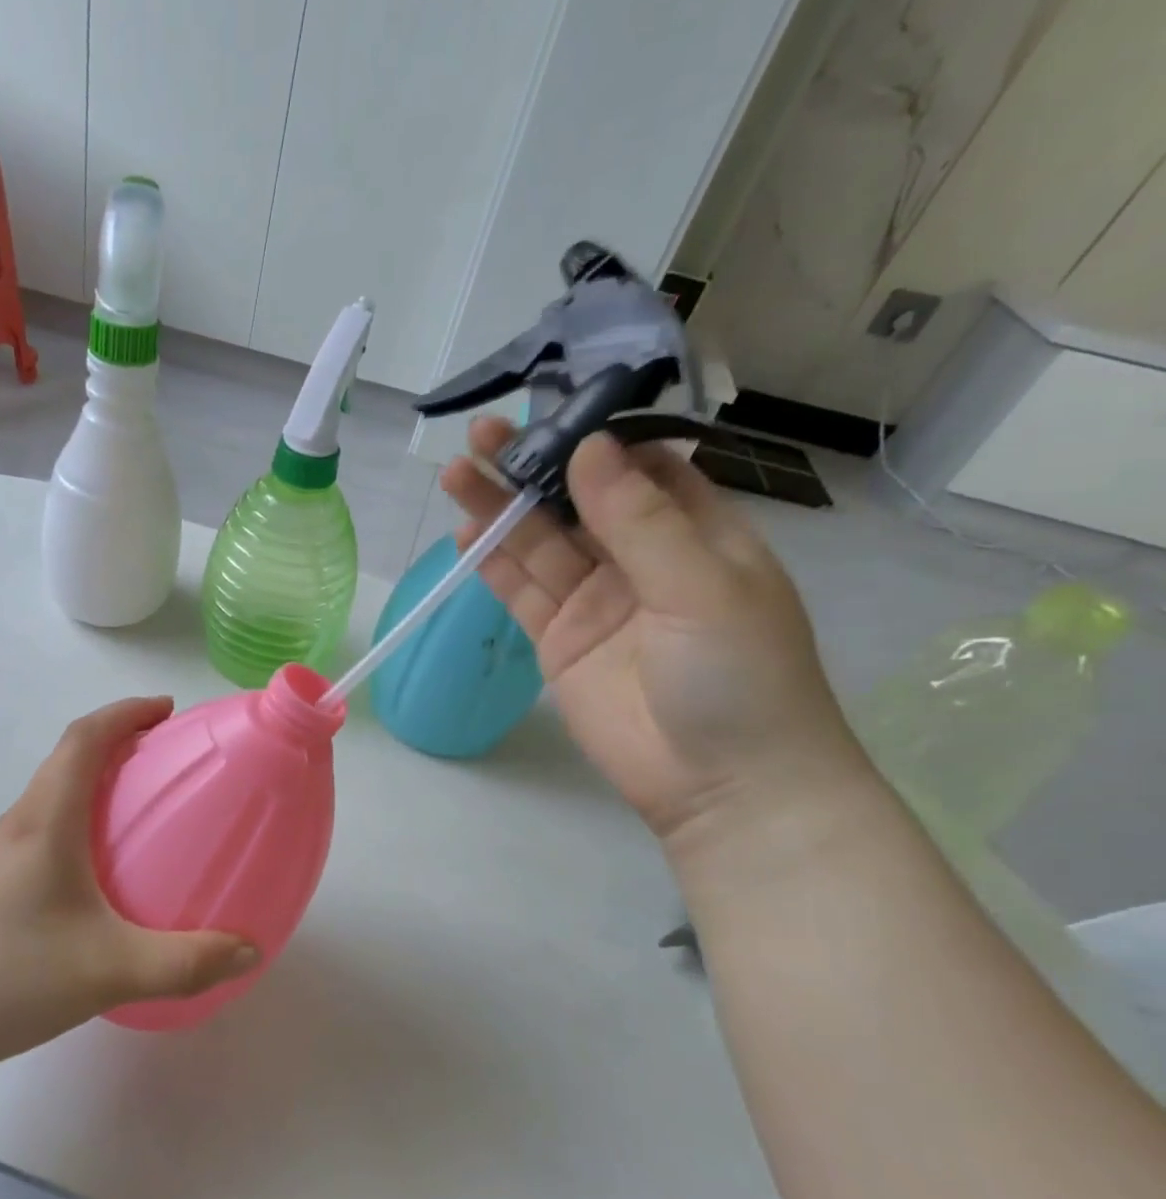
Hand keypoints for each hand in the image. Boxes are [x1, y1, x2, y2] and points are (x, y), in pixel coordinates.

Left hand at [0, 697, 259, 1078]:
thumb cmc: (12, 978)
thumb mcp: (110, 971)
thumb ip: (185, 962)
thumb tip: (248, 949)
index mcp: (45, 823)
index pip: (83, 739)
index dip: (125, 712)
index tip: (166, 710)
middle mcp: (19, 823)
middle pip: (67, 757)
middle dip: (118, 739)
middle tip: (166, 754)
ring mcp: (0, 851)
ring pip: (52, 789)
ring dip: (95, 775)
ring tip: (141, 800)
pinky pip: (44, 822)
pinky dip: (79, 811)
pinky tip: (101, 862)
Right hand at [442, 418, 863, 846]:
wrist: (722, 787)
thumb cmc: (740, 677)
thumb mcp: (702, 587)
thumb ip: (641, 520)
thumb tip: (590, 448)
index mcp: (695, 534)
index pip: (640, 469)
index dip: (595, 438)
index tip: (550, 411)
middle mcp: (640, 560)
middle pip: (576, 502)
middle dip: (533, 468)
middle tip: (484, 434)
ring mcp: (594, 601)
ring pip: (540, 543)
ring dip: (500, 509)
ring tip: (458, 473)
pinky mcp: (558, 640)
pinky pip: (521, 592)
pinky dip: (494, 563)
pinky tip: (465, 533)